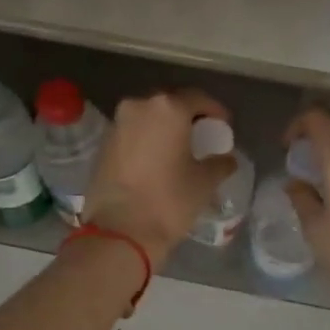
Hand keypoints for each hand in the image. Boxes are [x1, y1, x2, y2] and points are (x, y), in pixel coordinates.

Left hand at [83, 89, 236, 265]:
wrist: (120, 231)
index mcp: (168, 108)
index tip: (224, 127)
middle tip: (202, 135)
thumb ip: (220, 163)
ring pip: (148, 117)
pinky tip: (157, 159)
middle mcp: (139, 106)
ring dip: (165, 128)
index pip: (198, 99)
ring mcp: (117, 123)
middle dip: (188, 117)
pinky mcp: (103, 143)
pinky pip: (133, 132)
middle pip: (170, 104)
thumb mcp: (204, 182)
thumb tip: (226, 159)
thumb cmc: (169, 200)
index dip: (215, 112)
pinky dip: (147, 139)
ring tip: (179, 148)